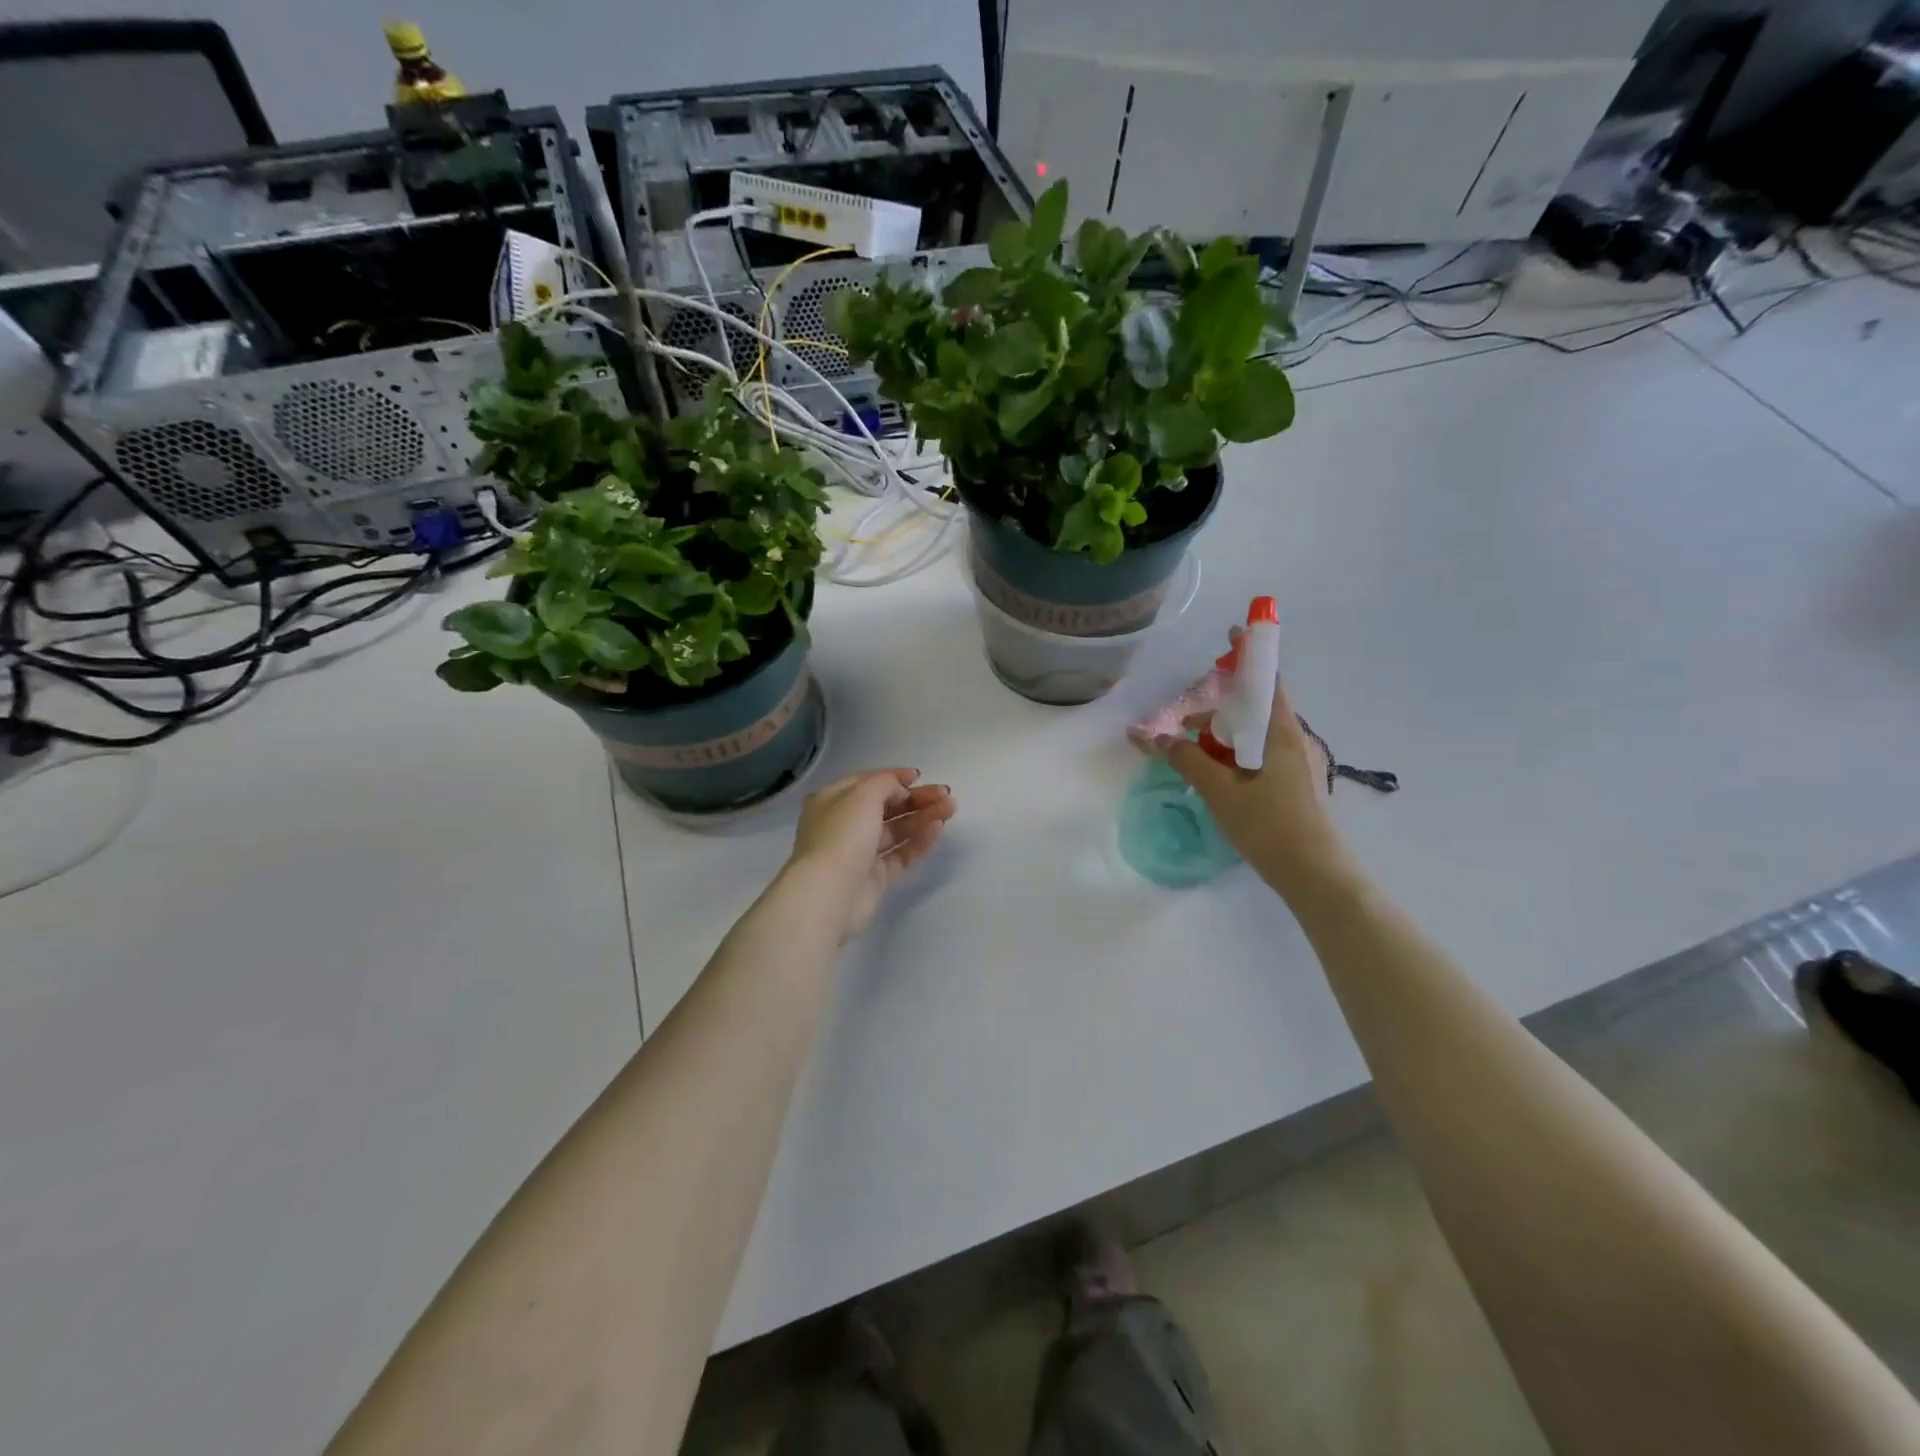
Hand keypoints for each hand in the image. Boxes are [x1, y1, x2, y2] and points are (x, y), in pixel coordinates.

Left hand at [784, 769, 956, 940]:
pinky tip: (937, 829)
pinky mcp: (875, 878)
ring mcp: (860, 853)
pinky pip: (901, 854)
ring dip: (923, 817)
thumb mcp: (864, 794)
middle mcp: (844, 824)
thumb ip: (886, 784)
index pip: (867, 782)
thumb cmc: (843, 834)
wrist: (830, 893)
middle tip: (946, 794)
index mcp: (832, 800)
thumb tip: (900, 792)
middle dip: (916, 798)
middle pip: (886, 806)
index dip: (894, 778)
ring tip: (950, 809)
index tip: (920, 776)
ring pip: (896, 830)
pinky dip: (919, 841)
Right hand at [1161, 677, 1354, 898]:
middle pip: (1256, 709)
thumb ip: (1188, 760)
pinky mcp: (1296, 785)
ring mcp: (1299, 764)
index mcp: (1281, 732)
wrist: (1315, 874)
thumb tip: (1157, 739)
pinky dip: (1236, 756)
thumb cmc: (1269, 825)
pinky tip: (1218, 779)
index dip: (1248, 656)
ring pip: (1257, 736)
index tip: (1230, 637)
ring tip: (1195, 758)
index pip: (1267, 680)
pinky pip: (1262, 756)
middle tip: (1187, 724)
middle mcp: (1295, 740)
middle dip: (1220, 709)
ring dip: (1225, 737)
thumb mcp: (1220, 791)